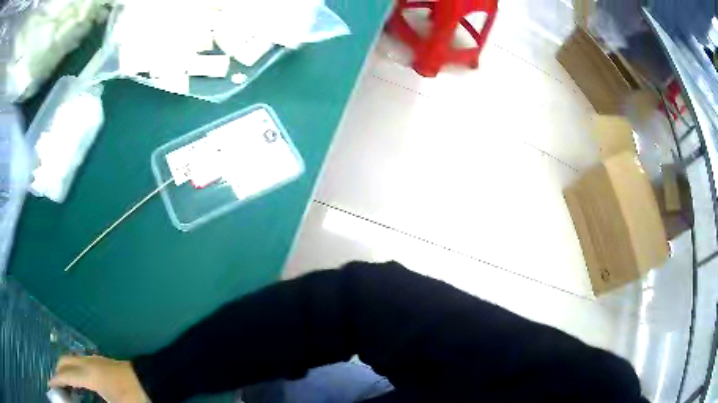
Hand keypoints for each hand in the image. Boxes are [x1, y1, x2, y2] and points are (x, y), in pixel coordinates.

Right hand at [48, 355, 149, 402]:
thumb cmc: (136, 397)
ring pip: (72, 361)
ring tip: (65, 386)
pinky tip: (79, 383)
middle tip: (57, 386)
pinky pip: (81, 363)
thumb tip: (79, 400)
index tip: (50, 386)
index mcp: (89, 374)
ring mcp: (96, 360)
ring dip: (65, 370)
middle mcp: (88, 362)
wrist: (155, 381)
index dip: (55, 381)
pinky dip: (74, 370)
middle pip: (65, 362)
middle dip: (58, 372)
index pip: (65, 375)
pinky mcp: (102, 363)